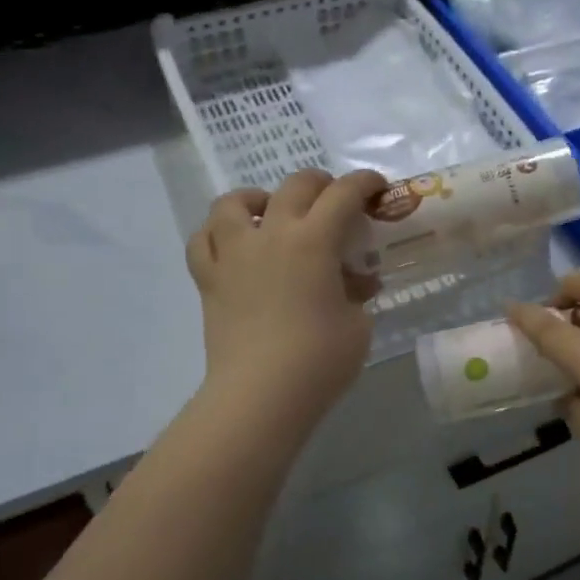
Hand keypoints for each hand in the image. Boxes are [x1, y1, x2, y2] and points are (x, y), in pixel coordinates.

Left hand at [187, 169, 387, 424]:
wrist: (260, 395)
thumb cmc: (319, 360)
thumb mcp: (357, 324)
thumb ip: (356, 292)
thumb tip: (355, 281)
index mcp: (314, 241)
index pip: (343, 194)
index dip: (364, 183)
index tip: (377, 189)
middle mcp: (272, 234)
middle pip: (294, 186)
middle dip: (320, 183)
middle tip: (334, 200)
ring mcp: (234, 254)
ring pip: (234, 202)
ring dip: (258, 198)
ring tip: (270, 211)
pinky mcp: (209, 280)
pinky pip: (202, 240)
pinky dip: (217, 233)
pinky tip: (233, 243)